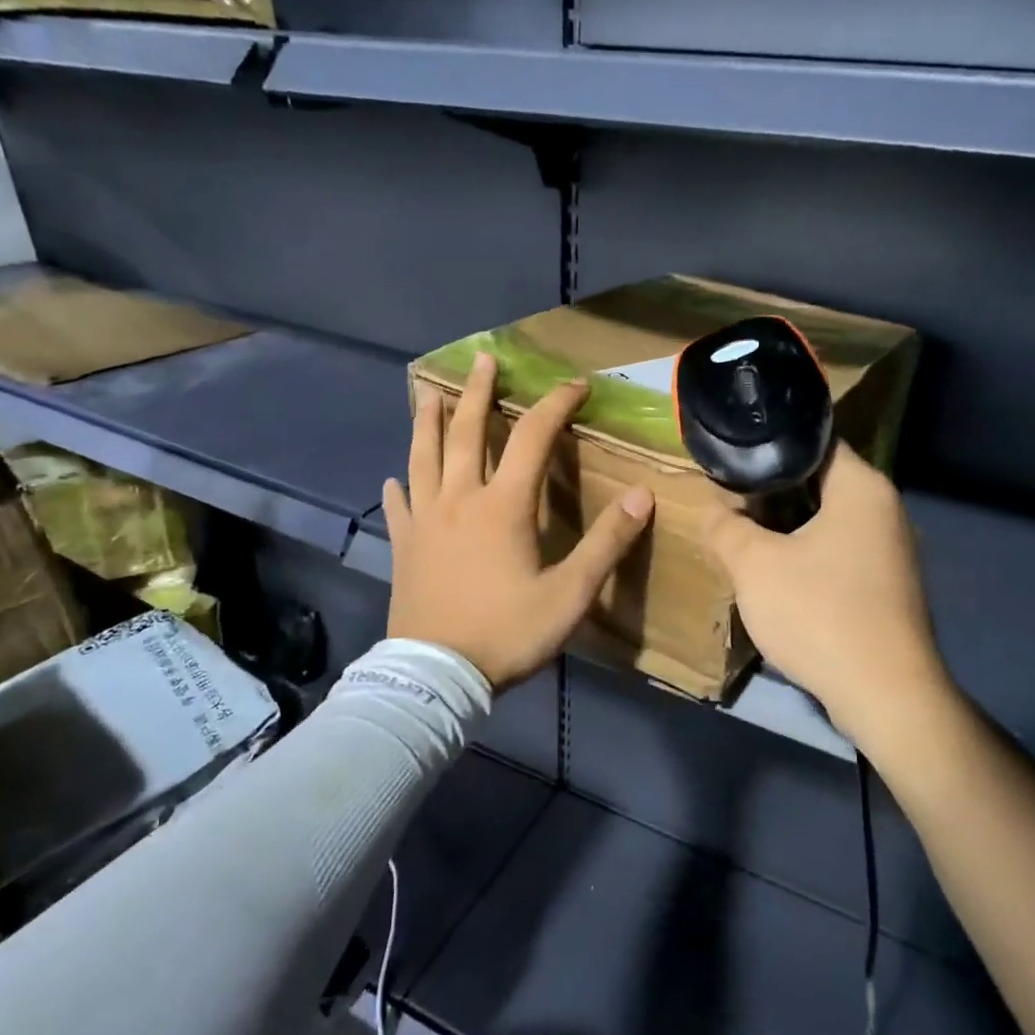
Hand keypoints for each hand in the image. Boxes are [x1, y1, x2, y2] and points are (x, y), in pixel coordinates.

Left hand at [384, 351, 654, 689]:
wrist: (436, 675)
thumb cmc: (507, 633)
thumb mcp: (570, 594)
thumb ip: (606, 543)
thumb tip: (641, 494)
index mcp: (502, 506)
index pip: (533, 438)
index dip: (555, 406)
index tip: (575, 386)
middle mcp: (459, 500)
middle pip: (467, 433)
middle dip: (478, 392)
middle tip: (482, 360)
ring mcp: (424, 521)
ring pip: (423, 458)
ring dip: (429, 423)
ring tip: (432, 395)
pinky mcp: (404, 547)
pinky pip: (398, 506)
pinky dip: (398, 486)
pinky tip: (394, 478)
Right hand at [704, 443, 950, 744]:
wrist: (882, 692)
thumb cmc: (818, 612)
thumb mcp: (754, 565)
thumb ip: (726, 527)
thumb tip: (711, 506)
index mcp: (862, 488)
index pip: (814, 442)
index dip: (769, 446)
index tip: (732, 457)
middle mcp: (886, 511)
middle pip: (820, 484)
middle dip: (772, 492)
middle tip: (729, 499)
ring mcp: (891, 552)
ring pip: (828, 524)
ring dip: (787, 529)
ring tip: (744, 535)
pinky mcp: (886, 589)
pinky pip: (839, 557)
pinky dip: (807, 558)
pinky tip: (777, 576)